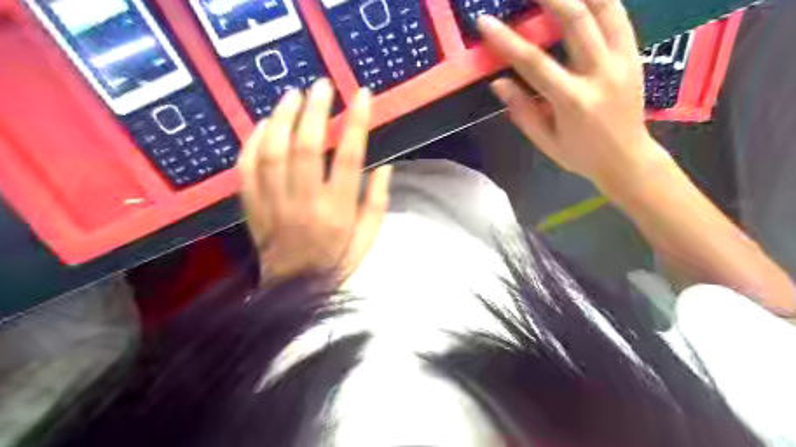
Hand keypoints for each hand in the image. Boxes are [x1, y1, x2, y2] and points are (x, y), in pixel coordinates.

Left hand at [239, 79, 394, 283]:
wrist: (295, 291)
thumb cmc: (337, 263)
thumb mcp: (368, 239)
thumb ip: (378, 203)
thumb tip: (385, 167)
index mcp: (337, 212)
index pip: (349, 157)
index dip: (357, 122)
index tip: (362, 95)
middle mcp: (304, 203)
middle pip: (306, 147)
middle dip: (315, 109)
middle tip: (322, 85)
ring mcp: (274, 204)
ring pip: (272, 151)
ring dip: (282, 117)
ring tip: (293, 95)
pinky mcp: (252, 207)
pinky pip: (246, 168)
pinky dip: (252, 141)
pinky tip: (264, 124)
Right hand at [475, 0, 666, 194]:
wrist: (628, 159)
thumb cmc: (580, 155)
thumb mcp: (545, 141)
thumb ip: (522, 111)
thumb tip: (499, 82)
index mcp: (572, 101)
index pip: (533, 62)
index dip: (506, 40)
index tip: (485, 22)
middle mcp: (600, 74)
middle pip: (575, 21)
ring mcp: (622, 61)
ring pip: (605, 8)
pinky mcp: (635, 55)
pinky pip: (619, 17)